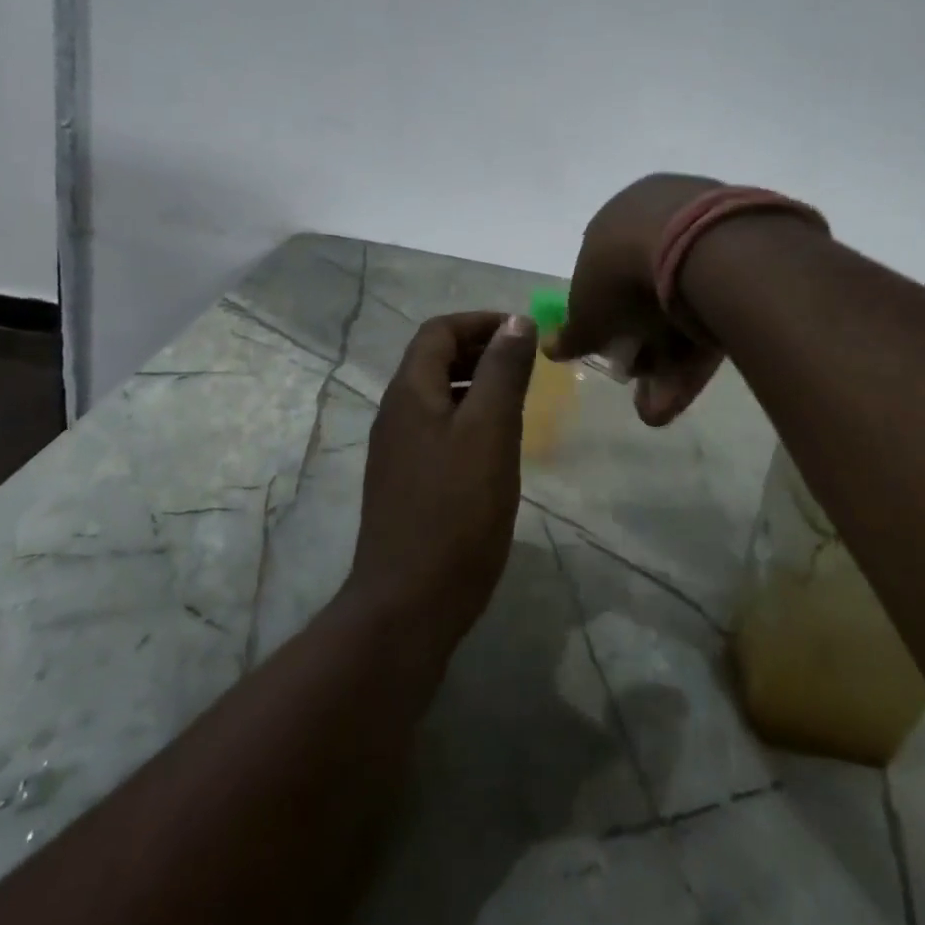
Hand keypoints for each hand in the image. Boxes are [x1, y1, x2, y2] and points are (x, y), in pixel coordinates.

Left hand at [349, 311, 538, 648]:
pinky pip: (439, 429)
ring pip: (438, 396)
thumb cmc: (456, 511)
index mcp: (409, 392)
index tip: (524, 333)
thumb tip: (517, 322)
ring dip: (476, 384)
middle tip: (528, 363)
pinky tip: (497, 444)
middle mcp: (396, 413)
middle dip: (480, 350)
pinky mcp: (407, 481)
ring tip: (520, 398)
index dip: (481, 322)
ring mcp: (398, 449)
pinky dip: (469, 418)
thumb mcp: (490, 431)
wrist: (410, 602)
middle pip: (434, 359)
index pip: (438, 331)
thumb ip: (502, 372)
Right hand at [548, 173, 728, 426]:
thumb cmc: (623, 274)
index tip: (613, 351)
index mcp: (616, 222)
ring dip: (670, 363)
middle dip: (643, 348)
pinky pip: (716, 307)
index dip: (607, 319)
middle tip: (641, 384)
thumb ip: (571, 334)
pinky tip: (686, 391)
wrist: (700, 249)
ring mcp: (706, 236)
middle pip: (649, 294)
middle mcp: (660, 220)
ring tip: (662, 408)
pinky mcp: (747, 261)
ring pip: (685, 307)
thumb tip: (550, 347)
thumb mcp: (587, 312)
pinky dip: (700, 349)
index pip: (606, 275)